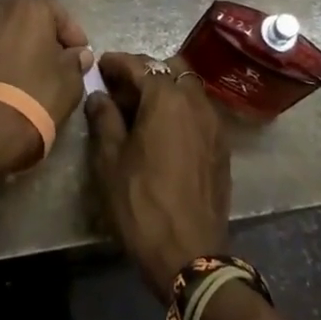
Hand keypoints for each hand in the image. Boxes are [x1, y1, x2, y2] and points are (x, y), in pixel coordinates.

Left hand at [0, 0, 92, 174]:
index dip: (72, 35)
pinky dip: (0, 56)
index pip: (58, 12)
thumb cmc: (37, 95)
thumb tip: (77, 54)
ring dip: (20, 43)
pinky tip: (8, 78)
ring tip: (31, 69)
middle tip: (56, 58)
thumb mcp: (70, 80)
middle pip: (29, 15)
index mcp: (30, 6)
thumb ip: (76, 60)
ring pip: (6, 29)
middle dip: (44, 33)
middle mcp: (1, 8)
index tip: (80, 55)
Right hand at [85, 52, 231, 299]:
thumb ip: (104, 119)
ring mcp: (214, 123)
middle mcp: (195, 101)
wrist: (190, 256)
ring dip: (165, 88)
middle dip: (145, 71)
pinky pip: (199, 110)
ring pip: (188, 87)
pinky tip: (163, 129)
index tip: (100, 65)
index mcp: (166, 98)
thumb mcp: (110, 161)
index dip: (116, 62)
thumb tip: (99, 95)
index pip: (139, 65)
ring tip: (141, 107)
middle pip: (170, 68)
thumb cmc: (142, 204)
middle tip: (120, 87)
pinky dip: (180, 108)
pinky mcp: (222, 145)